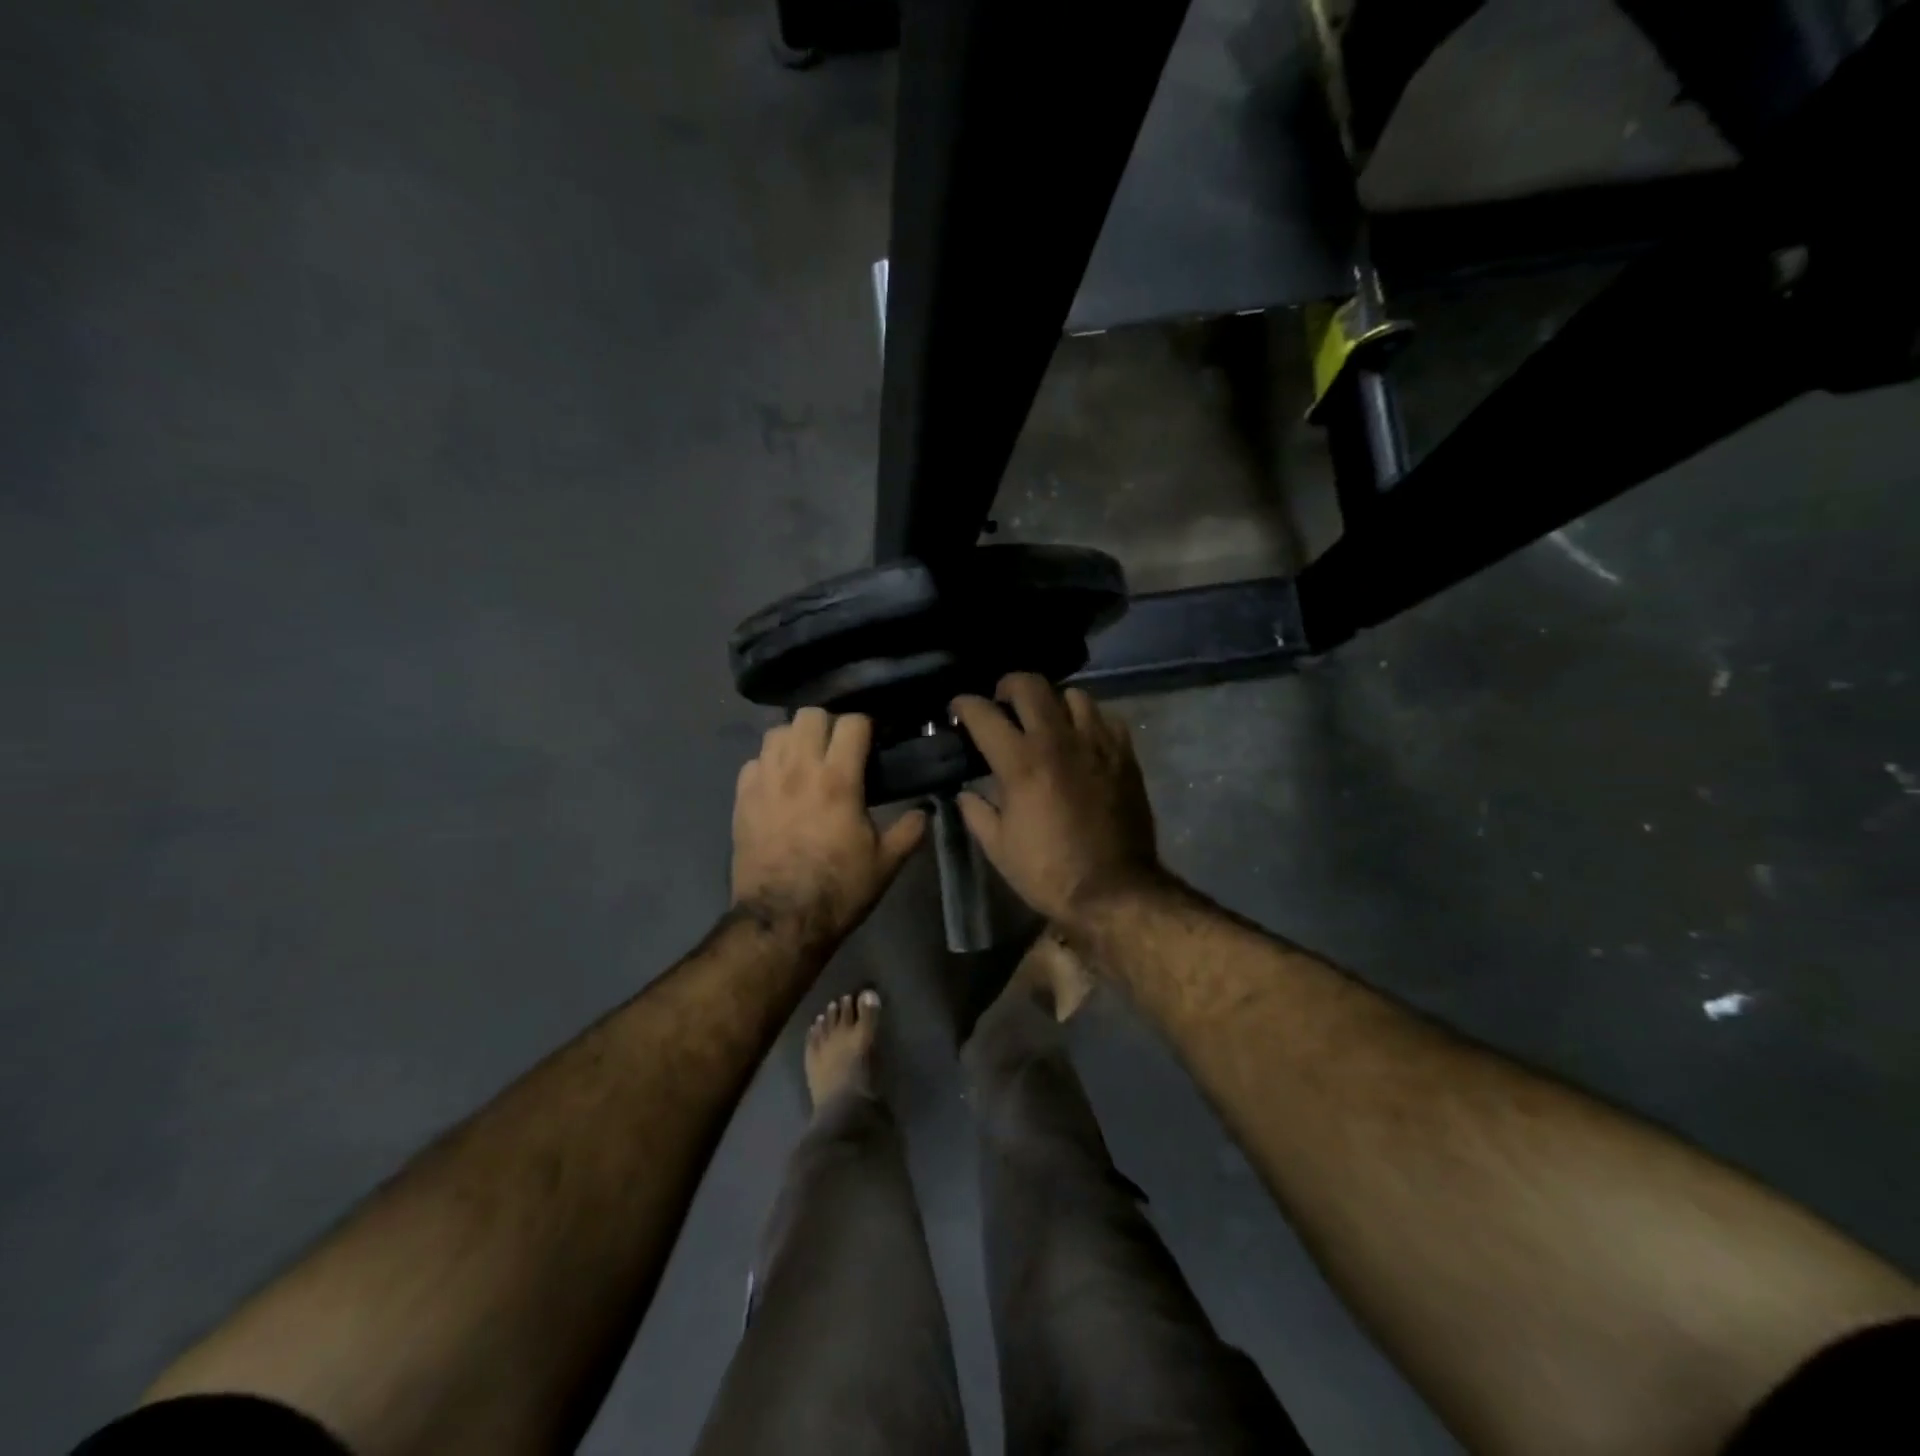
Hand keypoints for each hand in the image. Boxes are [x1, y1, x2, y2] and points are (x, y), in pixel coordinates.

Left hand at [731, 708, 926, 943]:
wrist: (782, 920)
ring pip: (777, 731)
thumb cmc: (839, 889)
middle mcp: (798, 770)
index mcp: (838, 780)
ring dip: (796, 738)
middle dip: (829, 723)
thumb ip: (909, 830)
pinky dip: (769, 764)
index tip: (875, 738)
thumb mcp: (886, 863)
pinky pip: (753, 761)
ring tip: (808, 759)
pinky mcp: (741, 798)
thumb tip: (925, 810)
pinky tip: (780, 783)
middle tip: (840, 746)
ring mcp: (765, 782)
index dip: (867, 725)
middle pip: (809, 714)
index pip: (852, 722)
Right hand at [951, 674, 1160, 924]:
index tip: (958, 708)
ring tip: (1046, 719)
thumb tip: (966, 793)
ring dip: (1052, 701)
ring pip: (1073, 695)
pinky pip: (1106, 719)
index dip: (965, 705)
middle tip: (1002, 702)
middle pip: (1031, 685)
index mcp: (1021, 762)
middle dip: (1008, 686)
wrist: (1114, 890)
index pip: (984, 714)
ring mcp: (1097, 744)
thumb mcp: (999, 848)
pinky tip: (1082, 739)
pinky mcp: (1125, 756)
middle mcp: (1058, 740)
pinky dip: (1089, 721)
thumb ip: (977, 812)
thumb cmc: (1049, 872)